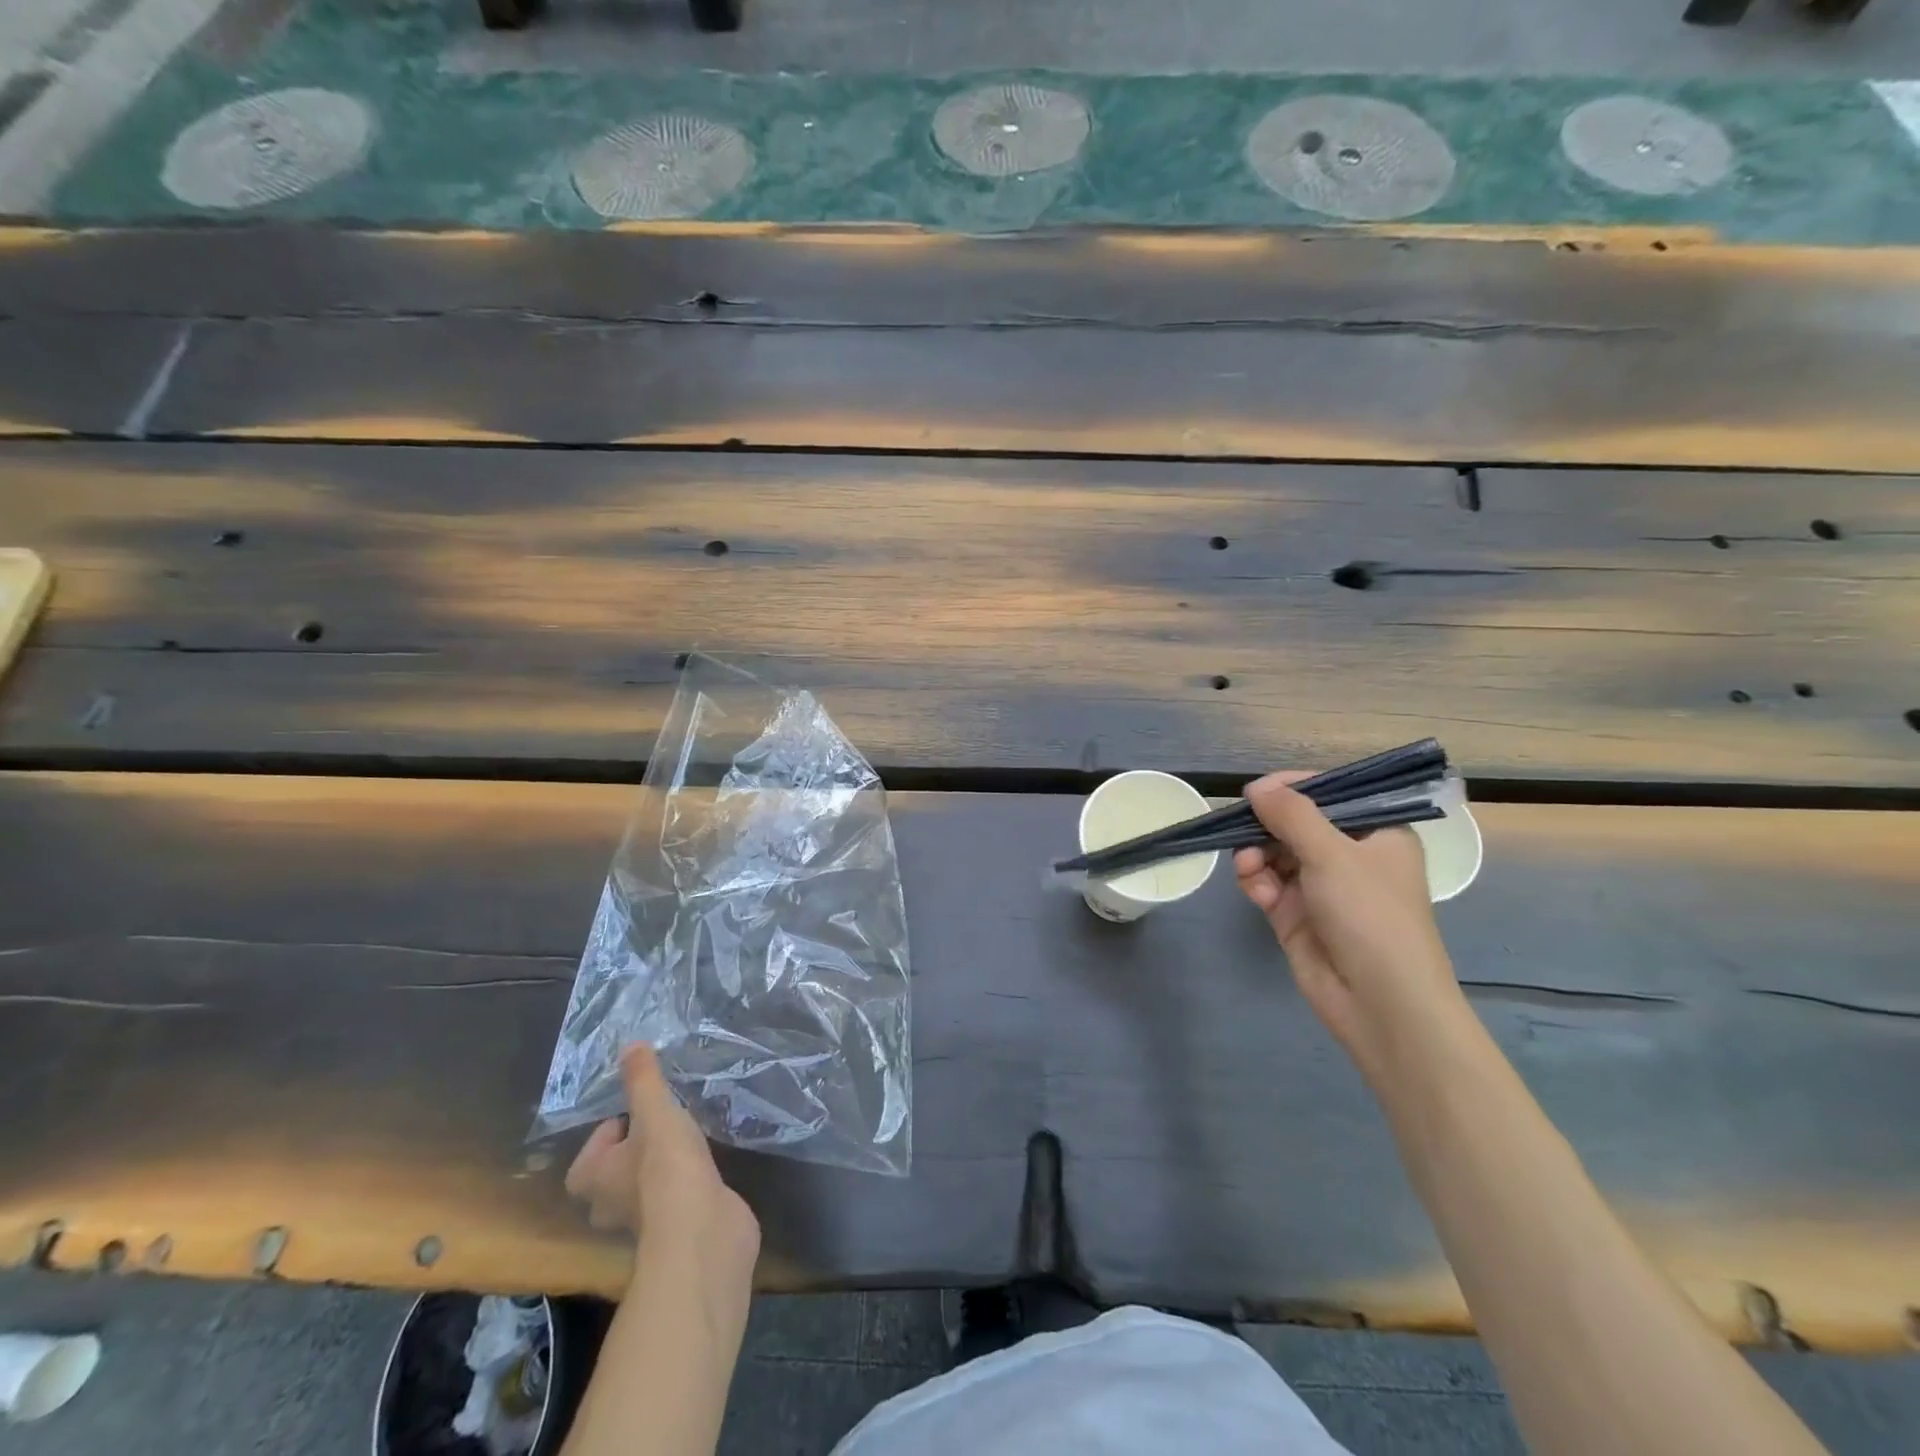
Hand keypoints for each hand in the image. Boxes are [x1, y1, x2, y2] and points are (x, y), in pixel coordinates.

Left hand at [565, 1045, 759, 1272]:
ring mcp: (645, 1221)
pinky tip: (706, 1166)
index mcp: (593, 1179)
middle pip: (613, 1175)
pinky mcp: (677, 1227)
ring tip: (688, 1140)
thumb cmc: (666, 1168)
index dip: (611, 1131)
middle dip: (634, 1153)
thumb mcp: (656, 1112)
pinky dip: (687, 1183)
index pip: (589, 1154)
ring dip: (661, 1169)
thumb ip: (643, 1079)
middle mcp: (610, 1206)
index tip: (640, 1113)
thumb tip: (629, 1044)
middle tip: (663, 1125)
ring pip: (644, 1189)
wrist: (702, 1229)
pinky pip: (675, 1198)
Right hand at [1233, 772, 1465, 1077]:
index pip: (1331, 794)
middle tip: (1242, 827)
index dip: (1292, 789)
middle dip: (1266, 826)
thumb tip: (1256, 786)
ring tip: (1248, 866)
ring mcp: (1320, 886)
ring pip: (1274, 853)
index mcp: (1376, 832)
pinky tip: (1254, 888)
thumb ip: (1291, 815)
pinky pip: (1267, 883)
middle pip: (1295, 823)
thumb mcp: (1333, 854)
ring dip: (1255, 854)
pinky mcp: (1295, 914)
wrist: (1380, 1002)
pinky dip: (1256, 881)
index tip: (1258, 791)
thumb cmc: (1371, 915)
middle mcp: (1348, 855)